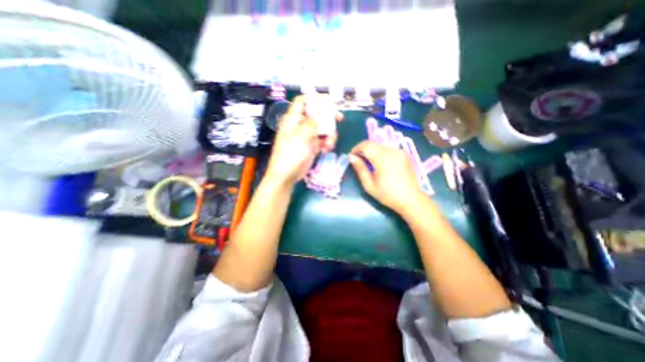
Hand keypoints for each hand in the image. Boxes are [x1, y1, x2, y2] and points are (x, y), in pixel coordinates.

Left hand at [264, 94, 341, 187]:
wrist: (287, 174)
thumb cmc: (291, 153)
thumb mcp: (302, 135)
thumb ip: (313, 123)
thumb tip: (322, 115)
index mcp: (293, 119)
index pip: (303, 101)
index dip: (315, 98)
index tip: (329, 100)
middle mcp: (300, 125)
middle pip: (316, 114)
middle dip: (328, 117)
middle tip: (340, 118)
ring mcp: (307, 136)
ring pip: (322, 128)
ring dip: (329, 134)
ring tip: (329, 143)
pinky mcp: (312, 146)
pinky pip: (323, 140)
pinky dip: (327, 143)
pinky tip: (326, 149)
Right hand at [347, 140, 426, 214]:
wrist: (411, 199)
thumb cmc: (388, 195)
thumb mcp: (369, 185)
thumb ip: (360, 169)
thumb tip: (351, 157)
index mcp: (383, 158)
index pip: (366, 145)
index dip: (356, 148)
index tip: (352, 157)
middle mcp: (392, 151)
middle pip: (373, 143)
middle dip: (363, 150)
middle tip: (359, 161)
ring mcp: (400, 151)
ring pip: (380, 145)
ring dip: (372, 151)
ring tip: (369, 163)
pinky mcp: (405, 154)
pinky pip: (389, 149)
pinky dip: (381, 153)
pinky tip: (381, 164)